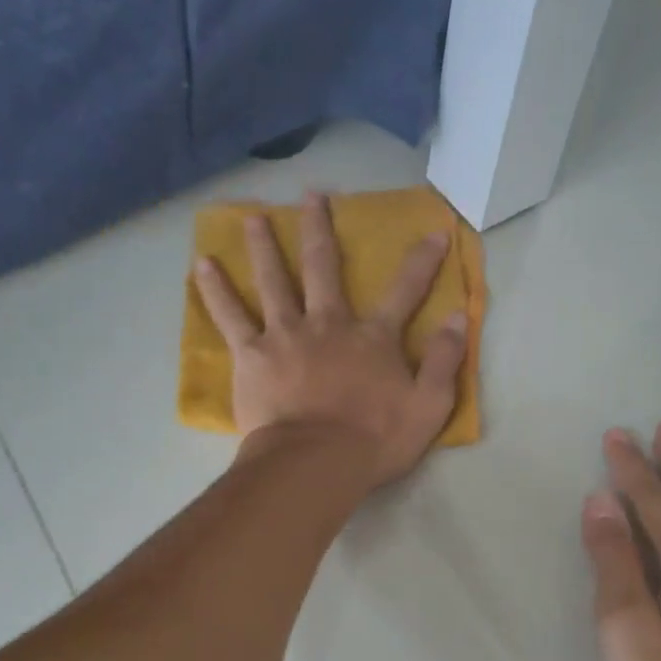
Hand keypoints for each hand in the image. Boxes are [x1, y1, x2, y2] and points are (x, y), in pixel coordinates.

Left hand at [193, 192, 467, 486]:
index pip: (405, 290)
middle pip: (325, 267)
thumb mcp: (428, 406)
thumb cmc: (374, 440)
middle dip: (321, 229)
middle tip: (312, 196)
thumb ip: (444, 360)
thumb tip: (458, 317)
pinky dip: (216, 290)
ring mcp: (286, 335)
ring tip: (252, 218)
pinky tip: (202, 265)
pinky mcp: (252, 355)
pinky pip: (230, 316)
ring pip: (274, 280)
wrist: (316, 463)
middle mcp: (329, 323)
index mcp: (373, 338)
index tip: (436, 231)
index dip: (423, 260)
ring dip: (264, 246)